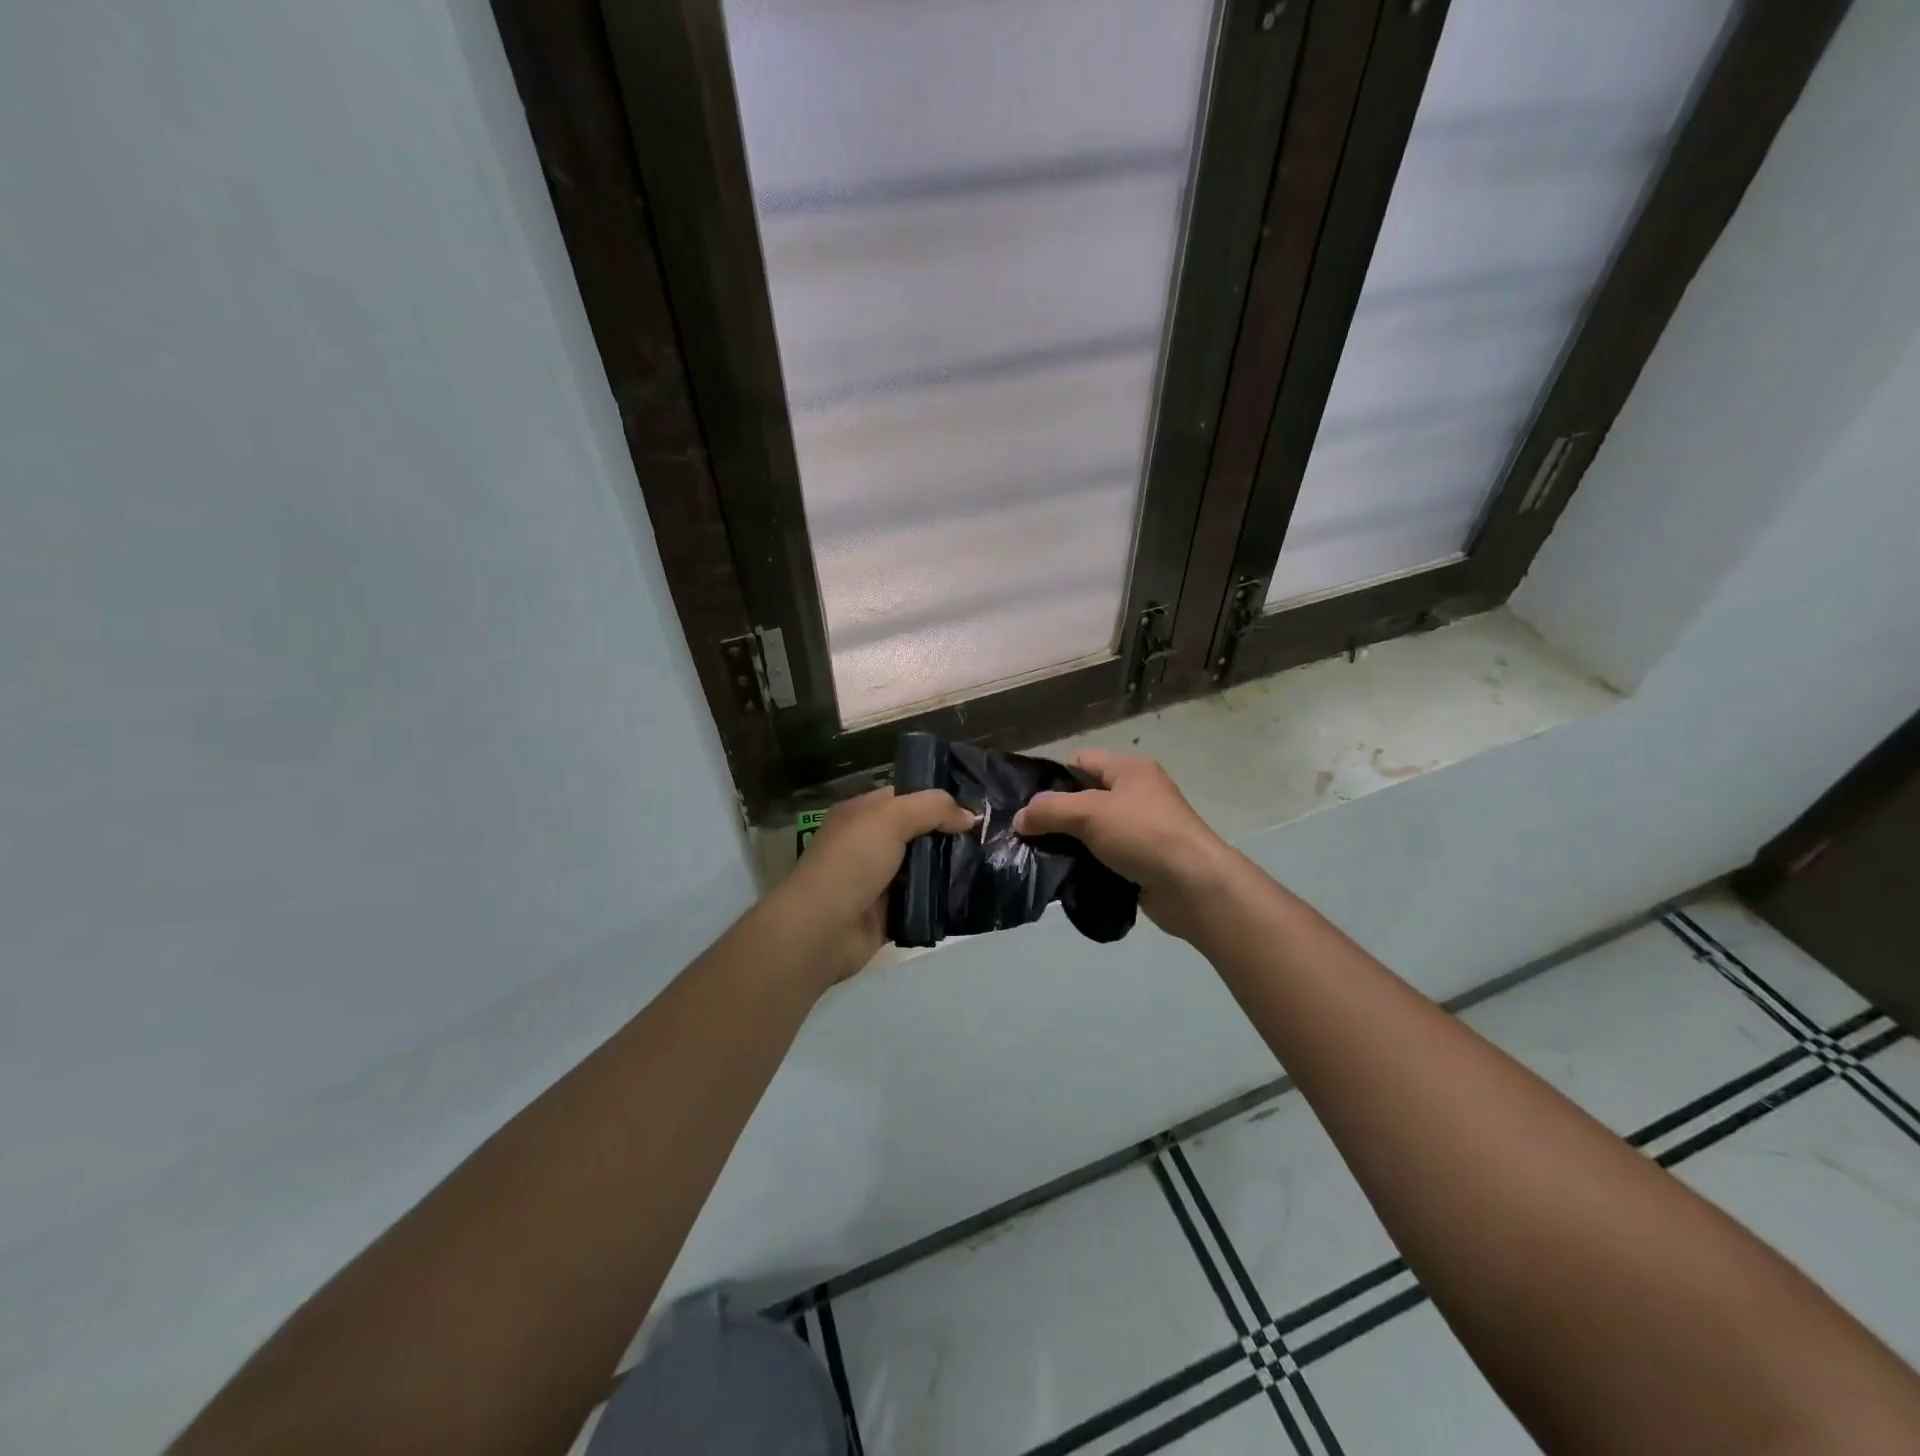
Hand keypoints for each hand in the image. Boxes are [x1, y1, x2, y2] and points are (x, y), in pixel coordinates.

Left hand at [773, 787, 974, 985]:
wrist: (823, 929)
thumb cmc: (852, 862)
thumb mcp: (891, 819)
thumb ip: (932, 808)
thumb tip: (969, 816)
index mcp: (860, 814)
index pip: (903, 796)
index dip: (935, 798)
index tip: (972, 804)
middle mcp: (867, 843)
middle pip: (916, 832)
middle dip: (948, 834)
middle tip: (986, 835)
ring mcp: (877, 880)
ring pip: (922, 867)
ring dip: (948, 867)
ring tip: (986, 863)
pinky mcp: (888, 913)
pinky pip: (922, 899)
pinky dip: (941, 898)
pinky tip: (969, 893)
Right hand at [1012, 750, 1231, 941]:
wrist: (1193, 886)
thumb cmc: (1143, 834)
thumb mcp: (1089, 813)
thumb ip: (1049, 810)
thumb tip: (1019, 819)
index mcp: (1129, 769)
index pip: (1080, 761)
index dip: (1052, 778)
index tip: (1025, 803)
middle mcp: (1137, 793)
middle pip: (1084, 797)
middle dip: (1056, 814)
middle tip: (1025, 833)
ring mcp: (1141, 829)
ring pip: (1093, 830)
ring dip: (1069, 843)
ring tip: (1038, 857)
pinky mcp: (1142, 861)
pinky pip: (1104, 857)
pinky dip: (1086, 864)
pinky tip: (1064, 876)